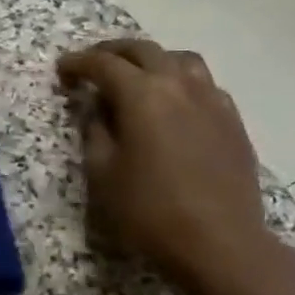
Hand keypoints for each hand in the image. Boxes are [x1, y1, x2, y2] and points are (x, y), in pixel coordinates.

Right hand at [56, 38, 269, 291]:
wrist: (221, 244)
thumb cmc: (149, 210)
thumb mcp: (102, 172)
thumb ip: (95, 131)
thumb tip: (96, 110)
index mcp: (143, 95)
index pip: (103, 63)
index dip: (78, 63)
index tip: (61, 71)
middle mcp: (179, 85)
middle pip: (143, 50)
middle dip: (112, 52)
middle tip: (92, 65)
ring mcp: (212, 101)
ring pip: (180, 59)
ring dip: (152, 60)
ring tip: (136, 76)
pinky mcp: (233, 121)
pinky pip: (204, 84)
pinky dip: (181, 82)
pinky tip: (173, 104)